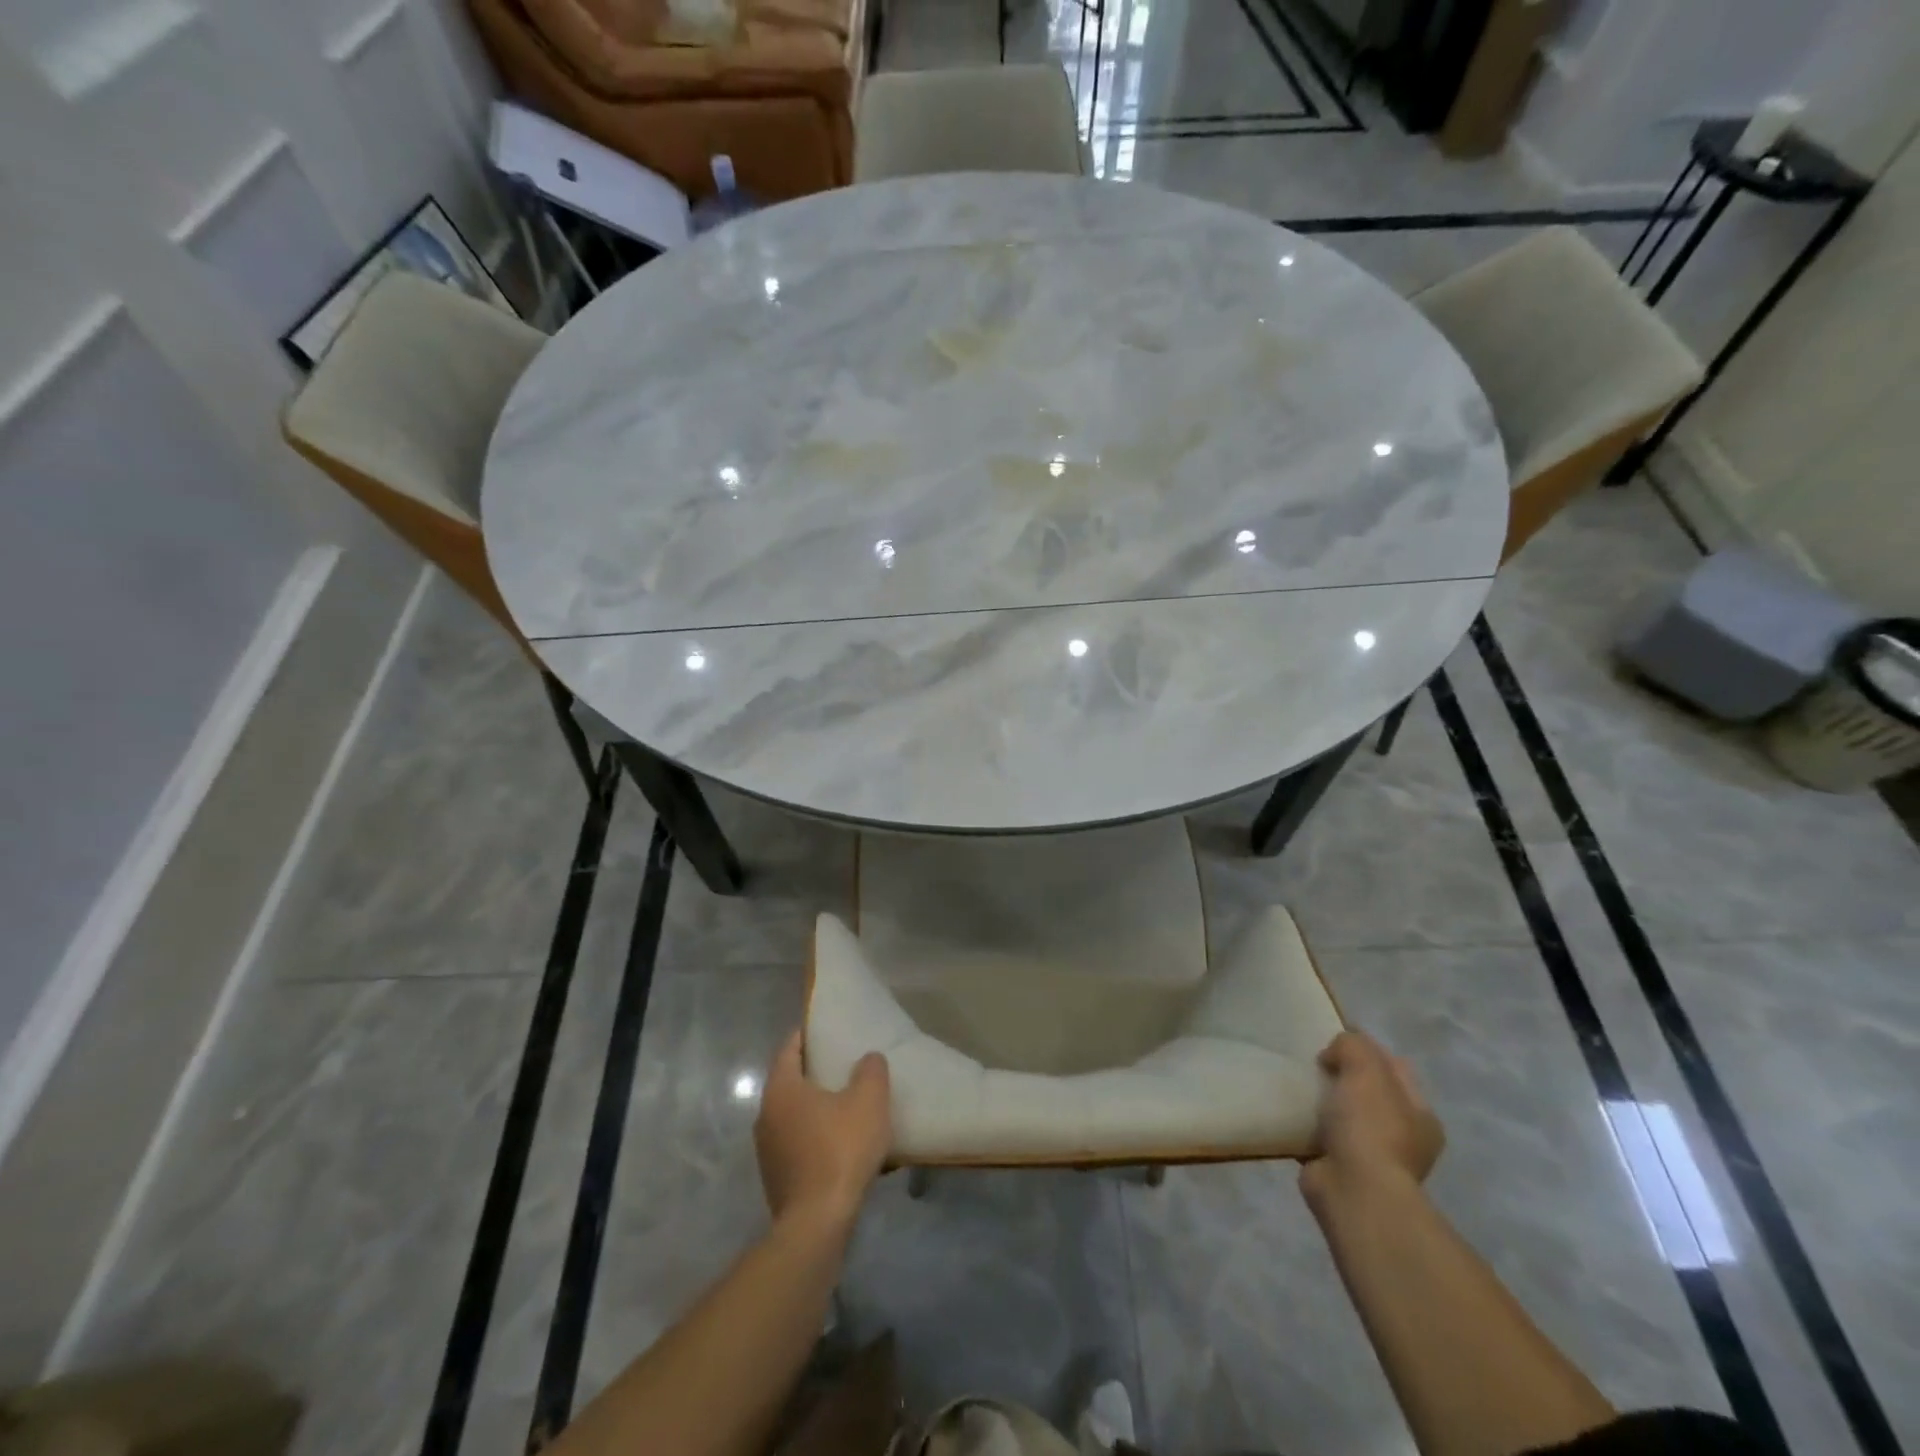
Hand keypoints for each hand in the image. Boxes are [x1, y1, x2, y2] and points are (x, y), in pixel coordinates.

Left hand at [754, 1031, 891, 1231]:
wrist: (817, 1225)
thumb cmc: (840, 1150)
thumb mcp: (868, 1101)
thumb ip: (871, 1071)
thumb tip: (868, 1059)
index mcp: (781, 1088)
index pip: (790, 1047)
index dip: (809, 1034)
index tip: (829, 1027)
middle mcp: (765, 1114)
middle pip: (790, 1080)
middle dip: (816, 1071)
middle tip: (846, 1062)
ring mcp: (767, 1149)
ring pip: (794, 1114)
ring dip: (818, 1107)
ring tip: (849, 1103)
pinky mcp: (777, 1178)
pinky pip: (798, 1142)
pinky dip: (817, 1136)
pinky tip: (844, 1144)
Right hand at [1300, 1030, 1443, 1204]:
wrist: (1354, 1191)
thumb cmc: (1370, 1126)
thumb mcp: (1365, 1068)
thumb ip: (1352, 1045)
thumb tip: (1334, 1055)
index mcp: (1420, 1115)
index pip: (1394, 1067)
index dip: (1366, 1048)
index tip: (1333, 1042)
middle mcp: (1403, 1137)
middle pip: (1368, 1090)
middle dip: (1341, 1075)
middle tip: (1314, 1064)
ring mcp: (1373, 1157)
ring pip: (1343, 1114)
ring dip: (1322, 1101)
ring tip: (1297, 1086)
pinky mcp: (1341, 1170)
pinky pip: (1320, 1136)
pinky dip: (1306, 1125)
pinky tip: (1289, 1113)